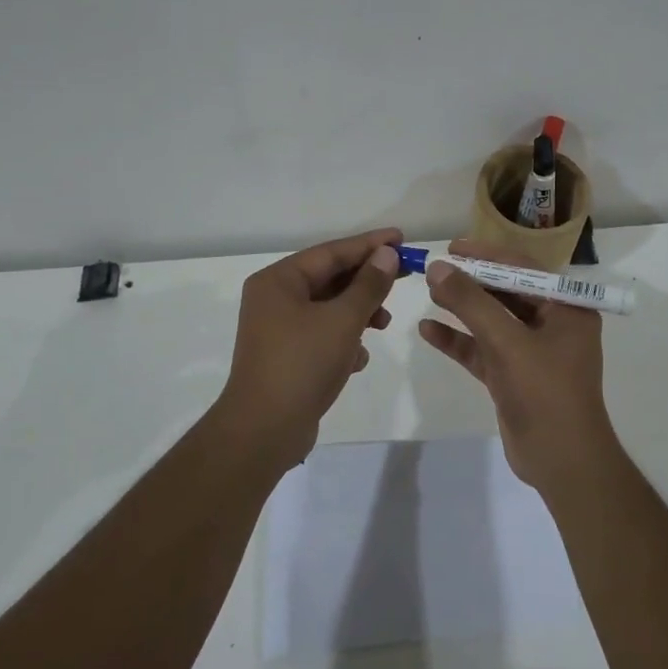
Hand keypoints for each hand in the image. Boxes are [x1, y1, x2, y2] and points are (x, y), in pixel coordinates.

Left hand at [216, 227, 400, 471]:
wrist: (263, 431)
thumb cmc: (302, 364)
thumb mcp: (343, 320)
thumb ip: (369, 285)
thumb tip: (387, 254)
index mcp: (279, 281)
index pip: (331, 251)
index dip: (370, 244)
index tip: (401, 238)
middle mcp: (274, 299)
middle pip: (330, 278)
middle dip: (367, 282)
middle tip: (404, 278)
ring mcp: (278, 329)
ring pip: (329, 308)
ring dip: (359, 313)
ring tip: (383, 325)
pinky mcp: (287, 356)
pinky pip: (322, 335)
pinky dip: (344, 340)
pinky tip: (358, 360)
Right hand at [418, 240, 619, 494]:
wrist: (562, 461)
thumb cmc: (545, 392)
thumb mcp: (507, 342)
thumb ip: (472, 303)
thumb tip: (438, 268)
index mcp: (567, 308)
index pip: (524, 269)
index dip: (487, 255)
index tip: (452, 248)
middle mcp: (553, 325)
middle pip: (506, 293)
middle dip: (471, 282)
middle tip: (435, 269)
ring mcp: (532, 353)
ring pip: (491, 322)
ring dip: (462, 308)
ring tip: (429, 292)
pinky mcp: (513, 377)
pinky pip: (482, 350)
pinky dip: (458, 341)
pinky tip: (428, 330)